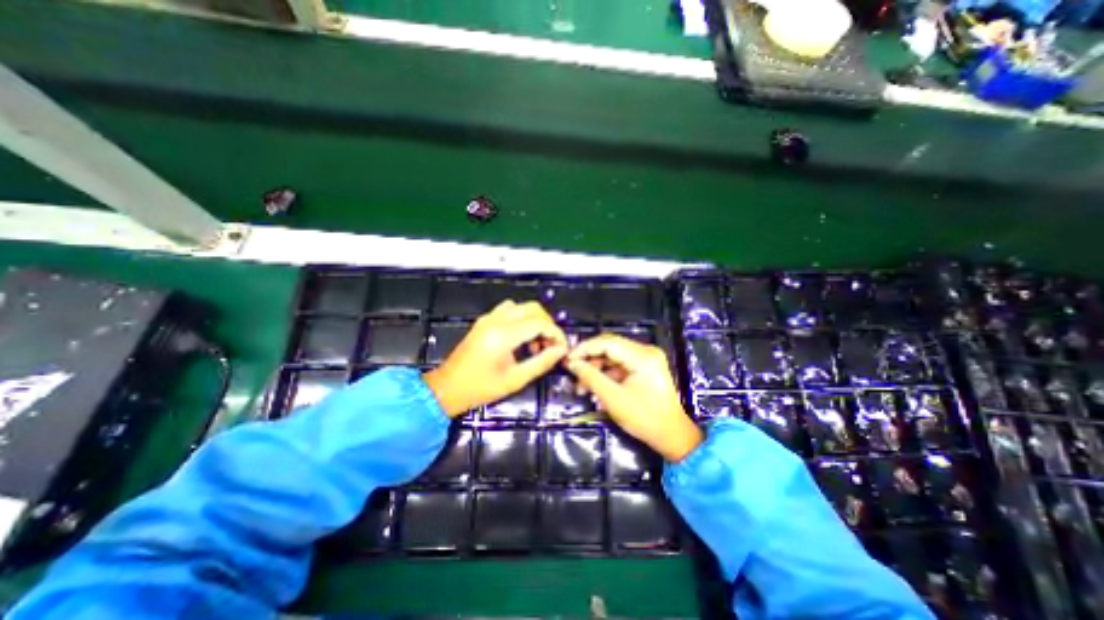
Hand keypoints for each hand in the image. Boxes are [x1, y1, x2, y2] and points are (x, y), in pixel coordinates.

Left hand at [420, 300, 562, 417]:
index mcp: (502, 336)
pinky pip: (509, 310)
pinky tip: (521, 338)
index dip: (556, 333)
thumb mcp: (515, 380)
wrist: (446, 388)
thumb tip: (560, 351)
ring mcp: (488, 319)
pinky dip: (521, 318)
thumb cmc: (479, 389)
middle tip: (550, 345)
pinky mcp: (484, 321)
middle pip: (532, 308)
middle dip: (547, 324)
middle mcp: (495, 321)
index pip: (539, 323)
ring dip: (534, 320)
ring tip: (536, 343)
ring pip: (521, 307)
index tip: (562, 347)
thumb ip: (541, 363)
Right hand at [564, 335, 701, 460]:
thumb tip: (572, 363)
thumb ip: (591, 377)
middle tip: (572, 373)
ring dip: (595, 369)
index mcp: (642, 356)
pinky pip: (619, 365)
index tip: (567, 360)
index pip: (607, 342)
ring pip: (612, 356)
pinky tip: (595, 388)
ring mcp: (646, 358)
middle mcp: (645, 351)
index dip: (584, 348)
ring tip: (581, 387)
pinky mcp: (644, 367)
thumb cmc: (644, 419)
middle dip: (589, 360)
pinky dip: (606, 374)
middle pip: (609, 347)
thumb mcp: (613, 398)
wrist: (672, 436)